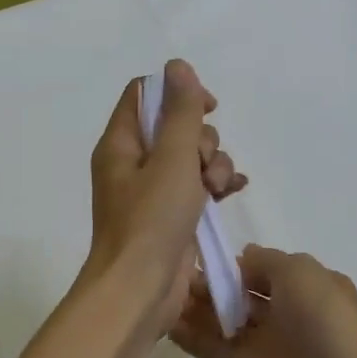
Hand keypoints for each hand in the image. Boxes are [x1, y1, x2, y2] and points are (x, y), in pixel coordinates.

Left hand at [85, 60, 245, 333]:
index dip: (177, 94)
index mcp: (121, 144)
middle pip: (174, 127)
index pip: (145, 95)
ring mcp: (152, 192)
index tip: (207, 106)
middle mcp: (133, 164)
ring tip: (218, 189)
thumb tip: (177, 66)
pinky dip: (216, 184)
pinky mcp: (171, 216)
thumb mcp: (171, 159)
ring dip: (214, 165)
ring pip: (191, 157)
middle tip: (204, 164)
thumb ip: (180, 112)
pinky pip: (198, 186)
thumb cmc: (151, 221)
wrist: (140, 291)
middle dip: (202, 139)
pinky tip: (235, 191)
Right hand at [170, 246, 356, 357]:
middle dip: (206, 282)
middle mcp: (278, 311)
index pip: (256, 268)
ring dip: (192, 306)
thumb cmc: (325, 321)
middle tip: (172, 273)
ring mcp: (258, 342)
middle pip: (233, 293)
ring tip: (161, 291)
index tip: (197, 252)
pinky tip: (162, 320)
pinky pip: (208, 348)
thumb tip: (241, 256)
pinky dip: (186, 335)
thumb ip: (266, 260)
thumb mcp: (301, 271)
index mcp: (299, 285)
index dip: (229, 261)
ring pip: (217, 319)